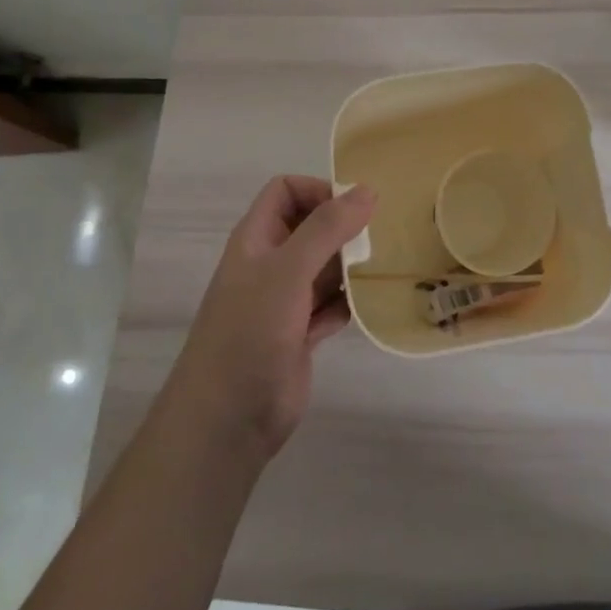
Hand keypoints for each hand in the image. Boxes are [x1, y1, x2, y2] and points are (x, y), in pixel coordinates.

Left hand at [164, 176, 374, 459]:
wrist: (228, 418)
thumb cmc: (250, 331)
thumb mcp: (288, 270)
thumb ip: (327, 228)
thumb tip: (367, 190)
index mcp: (256, 239)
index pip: (286, 192)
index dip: (318, 191)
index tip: (354, 208)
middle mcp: (270, 264)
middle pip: (311, 227)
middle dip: (343, 228)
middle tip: (378, 238)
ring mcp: (285, 301)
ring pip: (324, 267)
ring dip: (351, 265)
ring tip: (382, 267)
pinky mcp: (300, 334)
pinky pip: (332, 305)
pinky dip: (349, 301)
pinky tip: (370, 304)